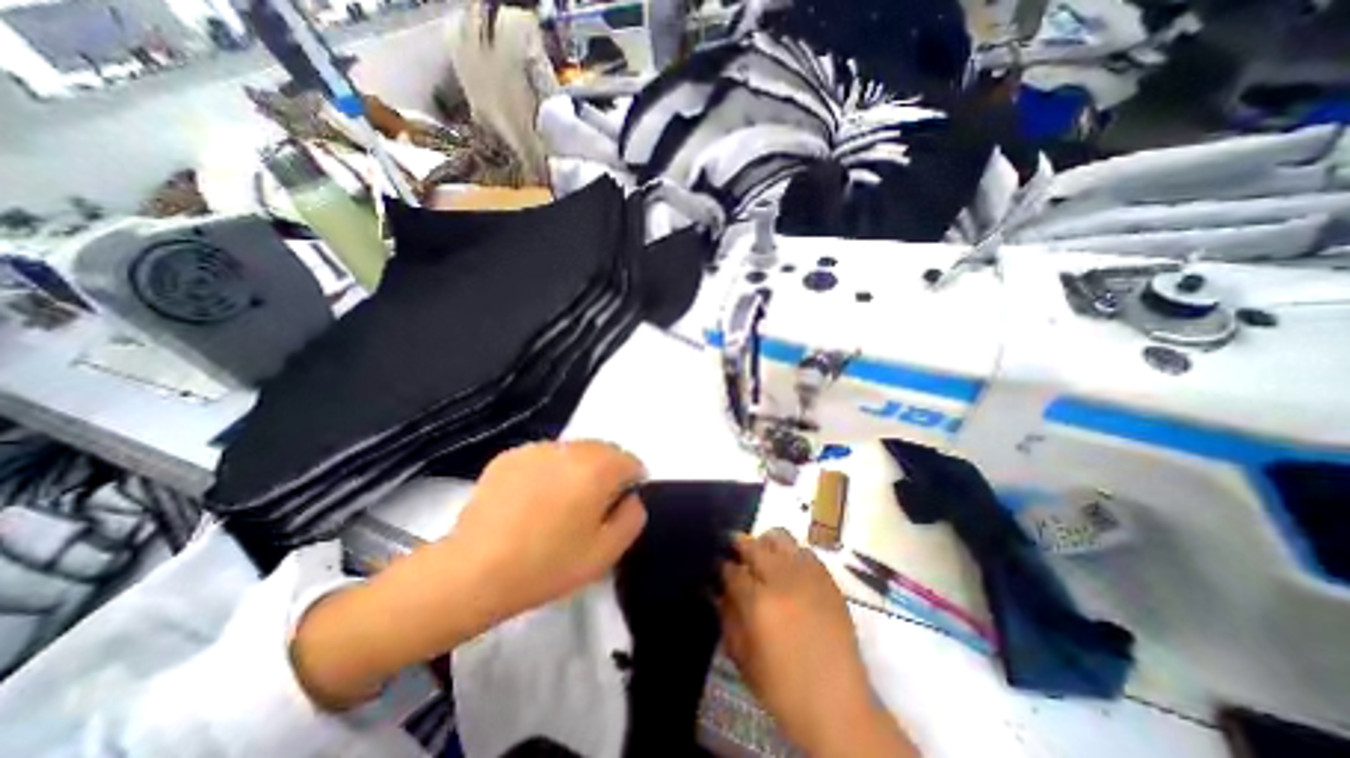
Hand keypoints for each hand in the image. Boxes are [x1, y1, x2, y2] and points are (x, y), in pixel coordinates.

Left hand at [294, 438, 648, 710]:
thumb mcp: (606, 552)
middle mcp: (571, 448)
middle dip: (605, 474)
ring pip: (573, 452)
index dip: (630, 485)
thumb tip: (631, 497)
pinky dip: (548, 471)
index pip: (631, 461)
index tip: (615, 509)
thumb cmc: (548, 564)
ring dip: (576, 470)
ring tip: (556, 505)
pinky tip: (529, 502)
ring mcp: (537, 448)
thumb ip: (633, 517)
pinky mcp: (510, 455)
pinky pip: (544, 457)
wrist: (473, 571)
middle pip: (603, 451)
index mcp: (599, 467)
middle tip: (587, 509)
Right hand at [716, 530, 917, 755]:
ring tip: (764, 557)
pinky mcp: (827, 579)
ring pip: (780, 537)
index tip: (721, 569)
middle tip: (737, 553)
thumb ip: (727, 619)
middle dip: (741, 546)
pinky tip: (790, 569)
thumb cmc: (784, 688)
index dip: (723, 568)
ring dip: (767, 543)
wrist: (838, 705)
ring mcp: (807, 575)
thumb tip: (718, 592)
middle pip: (754, 545)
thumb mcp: (744, 659)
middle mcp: (781, 580)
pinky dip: (792, 554)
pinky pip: (805, 551)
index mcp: (758, 603)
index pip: (732, 570)